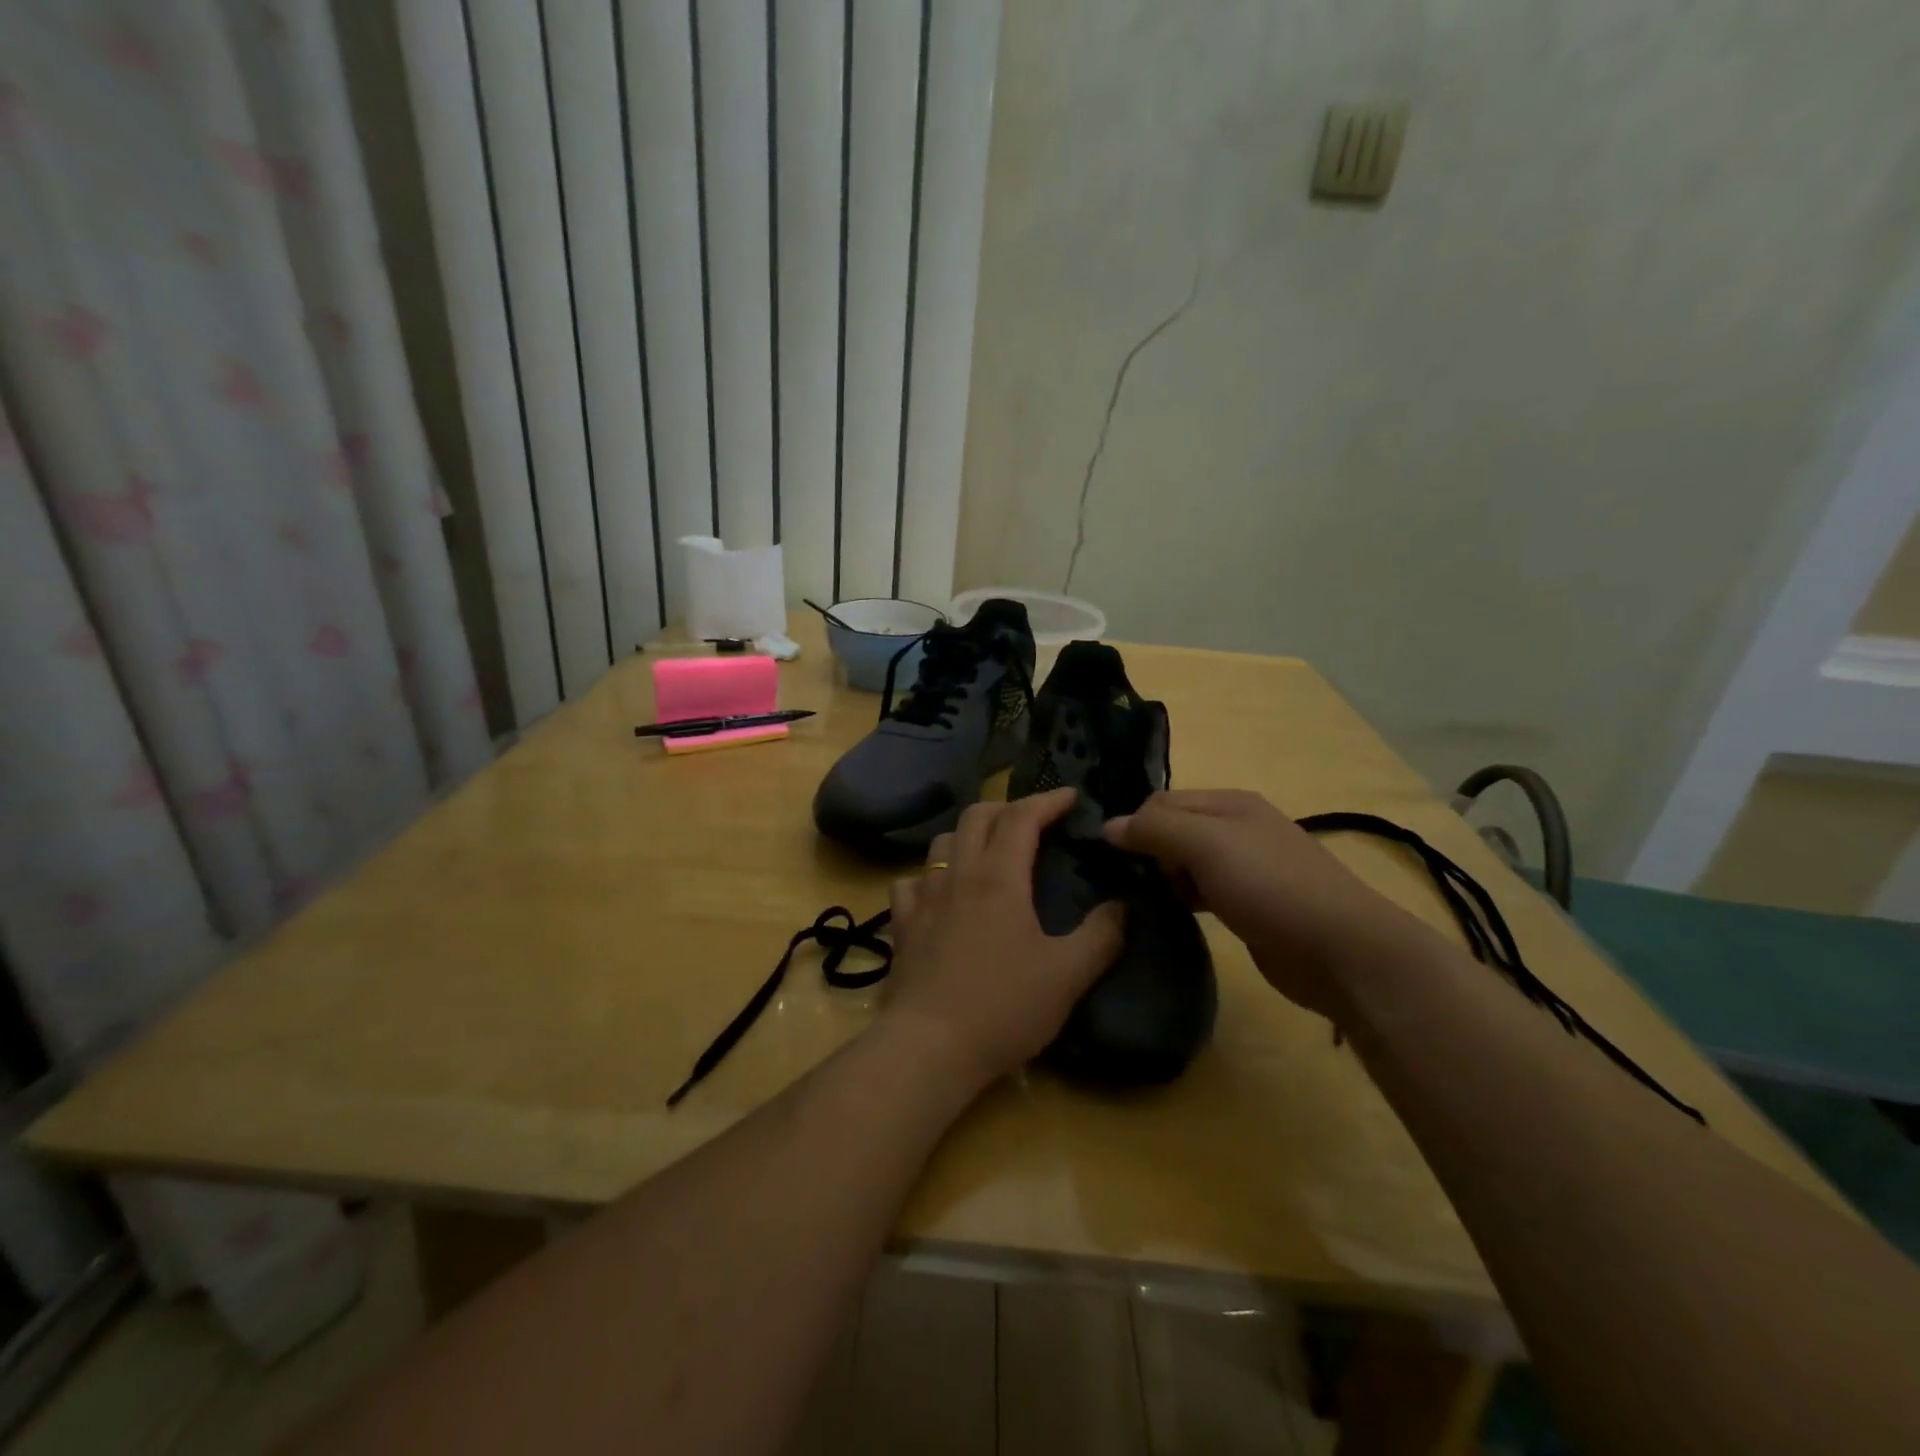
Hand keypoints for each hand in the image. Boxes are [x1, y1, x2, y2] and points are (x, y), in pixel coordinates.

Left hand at [883, 788, 1124, 1093]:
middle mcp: (958, 874)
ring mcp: (923, 897)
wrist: (929, 1046)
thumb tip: (1123, 906)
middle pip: (976, 816)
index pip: (1022, 817)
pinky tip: (940, 894)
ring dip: (969, 835)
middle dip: (1008, 808)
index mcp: (999, 876)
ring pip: (942, 843)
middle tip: (1034, 821)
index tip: (1072, 797)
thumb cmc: (1003, 1007)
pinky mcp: (901, 924)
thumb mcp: (1067, 975)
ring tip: (989, 851)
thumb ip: (1101, 936)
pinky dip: (930, 875)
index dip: (1048, 800)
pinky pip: (911, 881)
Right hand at [1103, 789, 1431, 1017]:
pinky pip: (1200, 892)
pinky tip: (1171, 916)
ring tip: (1144, 903)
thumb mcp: (1207, 846)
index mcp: (1228, 803)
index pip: (1161, 802)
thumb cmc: (1270, 886)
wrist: (1340, 951)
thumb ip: (1155, 830)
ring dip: (1163, 878)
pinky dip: (1182, 899)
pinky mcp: (1247, 905)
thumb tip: (1107, 826)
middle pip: (1172, 830)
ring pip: (1184, 863)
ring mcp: (1244, 868)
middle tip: (1130, 885)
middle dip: (1147, 853)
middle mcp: (1235, 829)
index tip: (1115, 860)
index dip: (1135, 825)